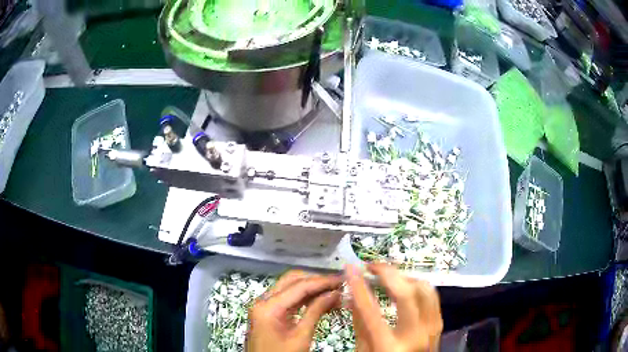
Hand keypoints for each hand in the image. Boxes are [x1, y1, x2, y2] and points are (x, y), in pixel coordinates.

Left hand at [246, 270, 341, 351]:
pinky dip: (305, 298)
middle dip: (316, 281)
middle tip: (338, 284)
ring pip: (290, 288)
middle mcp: (263, 301)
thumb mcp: (301, 337)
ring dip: (312, 288)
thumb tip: (335, 293)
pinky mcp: (269, 313)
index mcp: (268, 307)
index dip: (323, 281)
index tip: (342, 279)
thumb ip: (316, 312)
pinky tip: (322, 301)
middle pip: (292, 281)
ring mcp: (264, 306)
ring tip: (334, 292)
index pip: (299, 286)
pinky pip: (288, 299)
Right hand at [345, 263, 442, 351]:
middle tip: (372, 267)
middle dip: (388, 274)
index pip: (372, 312)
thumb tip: (351, 295)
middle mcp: (415, 336)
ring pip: (424, 289)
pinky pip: (432, 295)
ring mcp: (431, 329)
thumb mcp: (363, 351)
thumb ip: (359, 324)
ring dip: (404, 277)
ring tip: (387, 276)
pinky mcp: (438, 323)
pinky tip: (405, 285)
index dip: (359, 287)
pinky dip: (417, 285)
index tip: (351, 269)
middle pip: (408, 294)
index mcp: (390, 347)